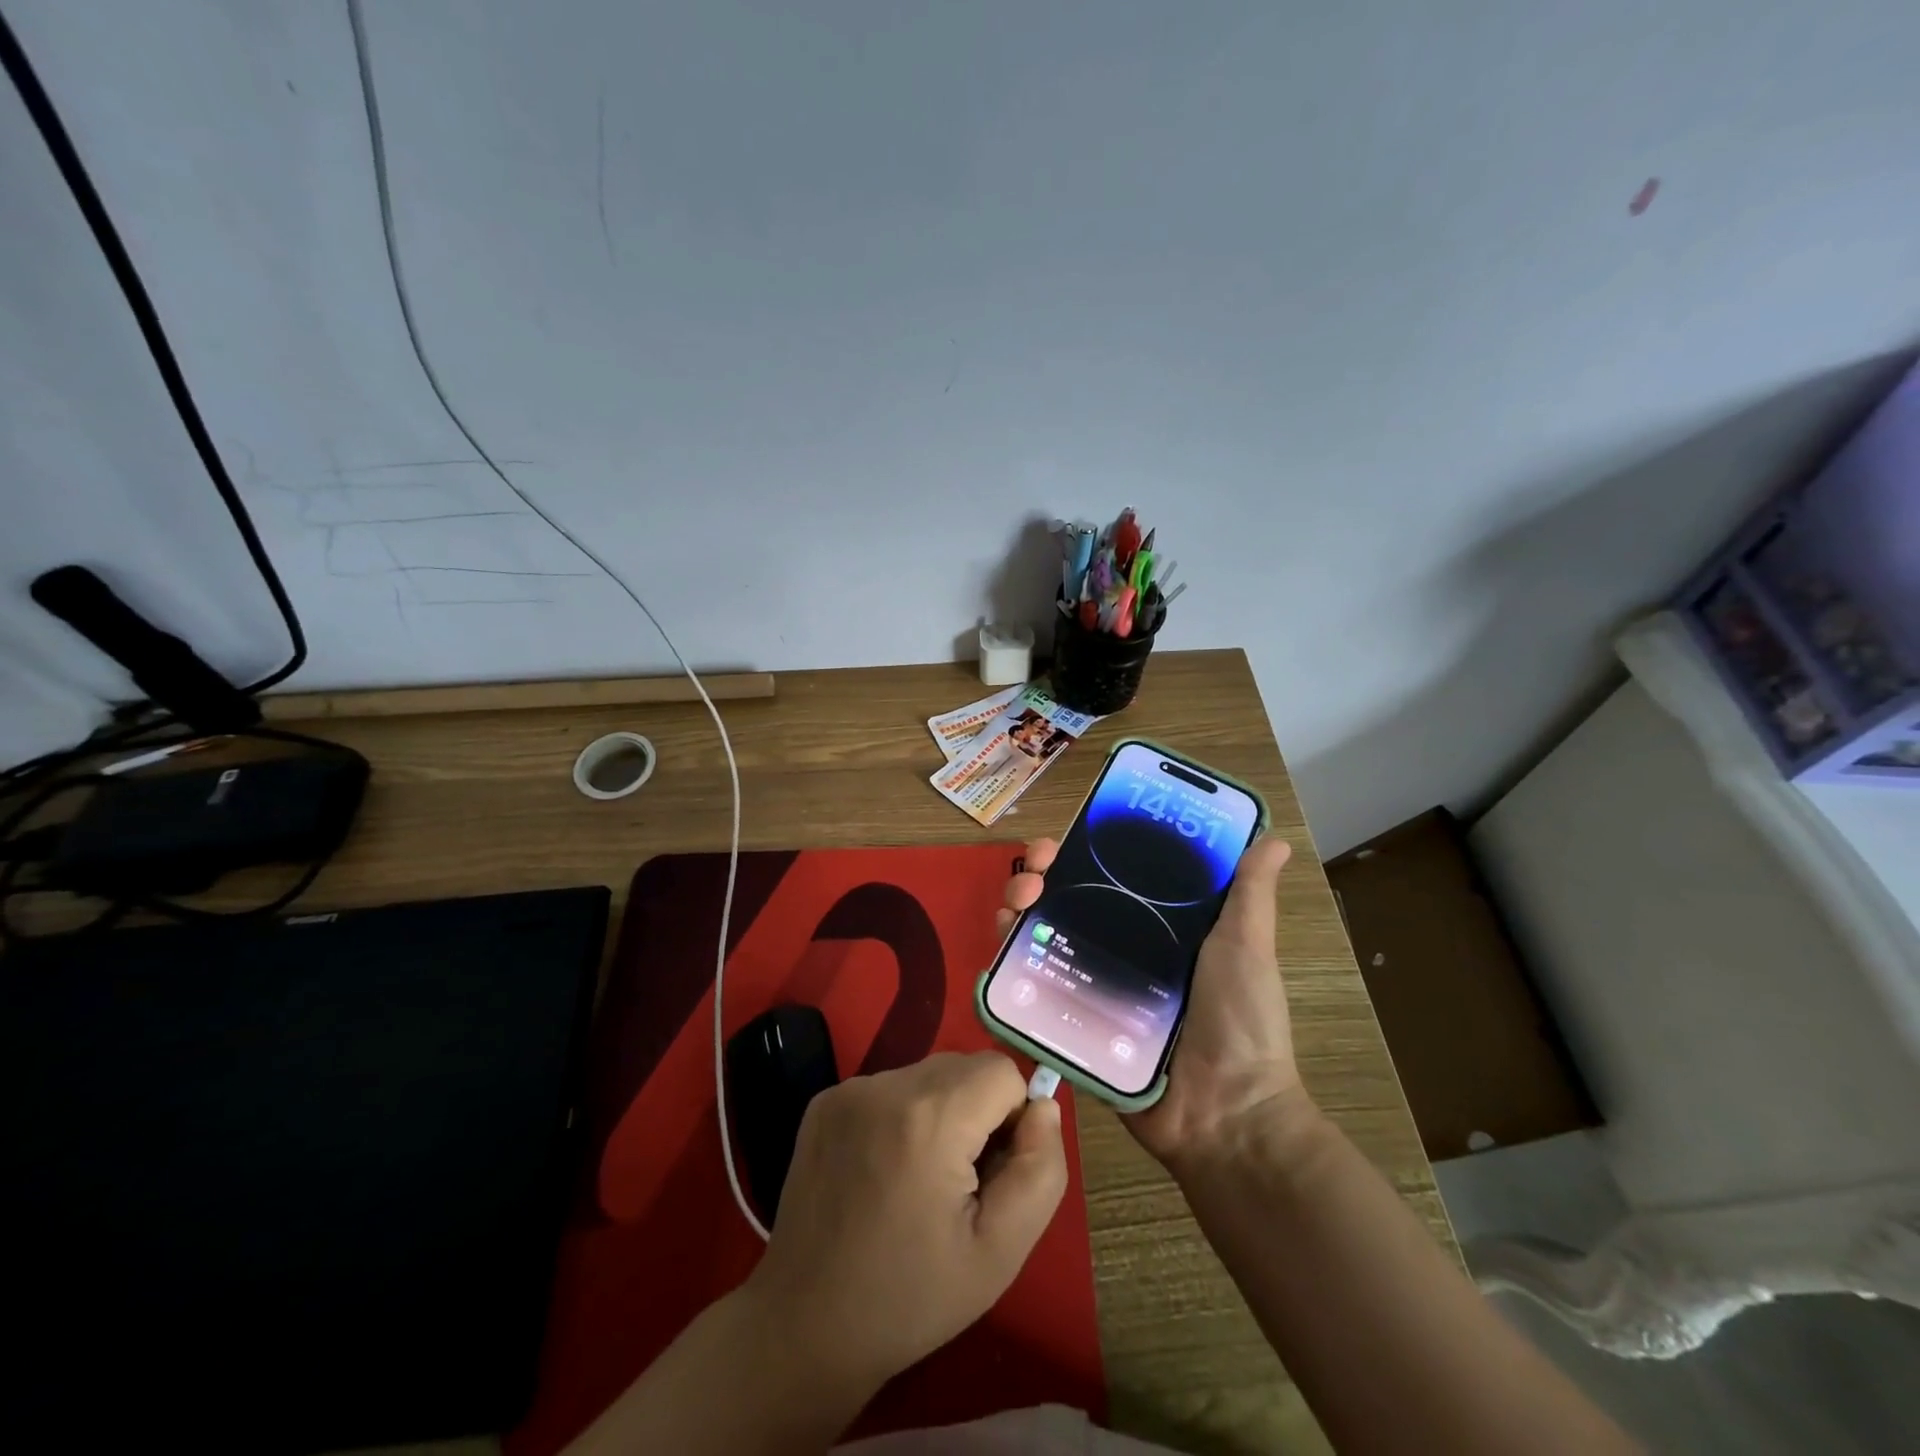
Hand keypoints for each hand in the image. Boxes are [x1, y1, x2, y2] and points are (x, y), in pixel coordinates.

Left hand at [741, 1051, 1067, 1399]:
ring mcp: (848, 1089)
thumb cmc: (912, 1298)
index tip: (989, 1173)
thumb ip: (1040, 1170)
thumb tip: (1043, 1107)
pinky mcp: (824, 1101)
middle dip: (977, 1112)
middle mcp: (885, 1085)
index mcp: (930, 1117)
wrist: (805, 1327)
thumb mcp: (1001, 1252)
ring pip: (927, 1075)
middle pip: (964, 1067)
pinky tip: (883, 1170)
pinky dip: (902, 1115)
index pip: (1002, 1071)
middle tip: (956, 1183)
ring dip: (940, 1111)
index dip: (1011, 1119)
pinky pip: (889, 1086)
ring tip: (917, 1180)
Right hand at [998, 834, 1302, 1168]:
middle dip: (1039, 875)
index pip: (1108, 876)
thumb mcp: (1247, 947)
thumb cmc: (1241, 1021)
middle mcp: (1118, 950)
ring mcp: (1092, 988)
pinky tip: (1003, 943)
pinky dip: (1011, 961)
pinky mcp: (1073, 1024)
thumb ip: (1250, 894)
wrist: (1225, 1113)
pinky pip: (1034, 988)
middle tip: (1034, 872)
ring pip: (1042, 937)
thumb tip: (1277, 840)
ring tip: (1015, 903)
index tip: (1066, 838)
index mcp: (1156, 927)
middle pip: (1065, 901)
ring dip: (1018, 909)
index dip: (1082, 852)